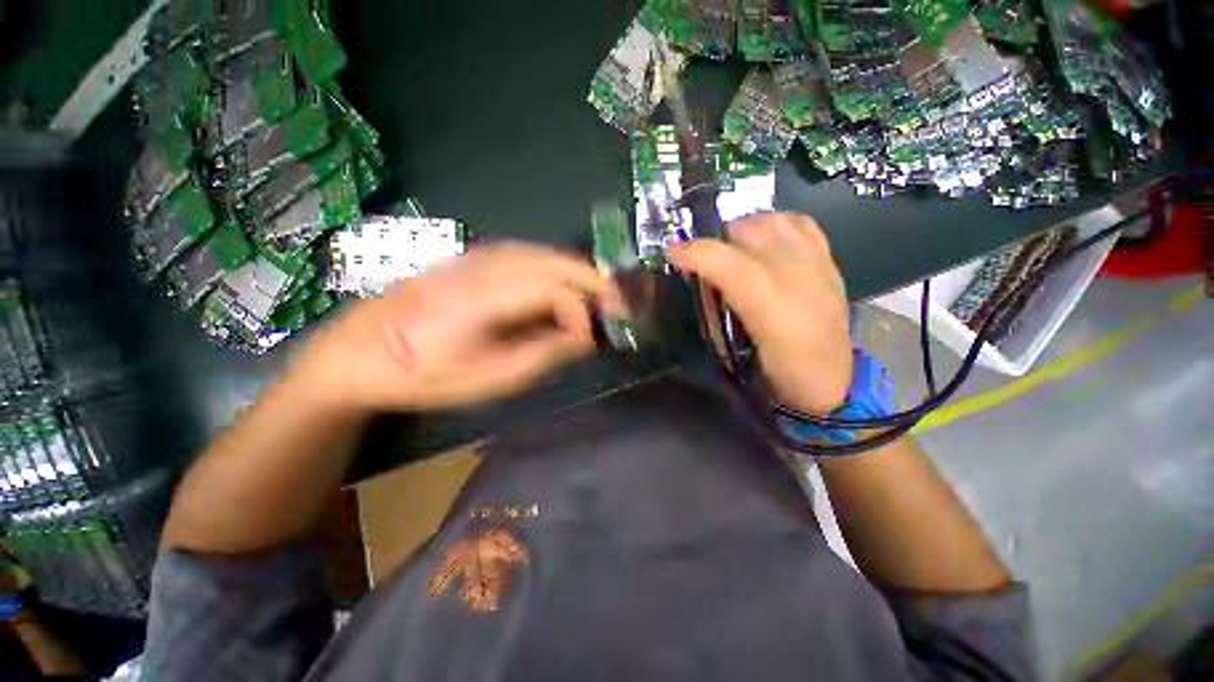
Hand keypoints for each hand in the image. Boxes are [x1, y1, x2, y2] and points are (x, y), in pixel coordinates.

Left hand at [287, 242, 625, 412]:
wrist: (357, 354)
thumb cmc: (423, 376)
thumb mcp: (488, 379)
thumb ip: (542, 354)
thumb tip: (582, 337)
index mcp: (482, 299)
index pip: (551, 290)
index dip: (580, 312)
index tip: (591, 340)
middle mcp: (481, 268)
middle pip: (551, 261)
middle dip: (591, 280)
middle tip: (617, 302)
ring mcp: (473, 258)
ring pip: (539, 253)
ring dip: (573, 271)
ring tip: (596, 293)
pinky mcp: (468, 260)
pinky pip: (523, 255)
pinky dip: (552, 267)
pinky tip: (559, 283)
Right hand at [669, 213, 851, 415]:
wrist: (829, 383)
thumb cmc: (774, 374)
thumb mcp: (735, 353)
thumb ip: (714, 314)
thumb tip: (696, 278)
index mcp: (773, 314)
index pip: (733, 267)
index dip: (699, 252)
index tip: (673, 251)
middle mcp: (800, 282)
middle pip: (753, 234)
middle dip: (718, 239)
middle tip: (703, 257)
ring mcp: (819, 268)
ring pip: (776, 223)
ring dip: (745, 228)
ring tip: (731, 248)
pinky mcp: (831, 264)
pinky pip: (801, 225)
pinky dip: (774, 225)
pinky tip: (763, 241)